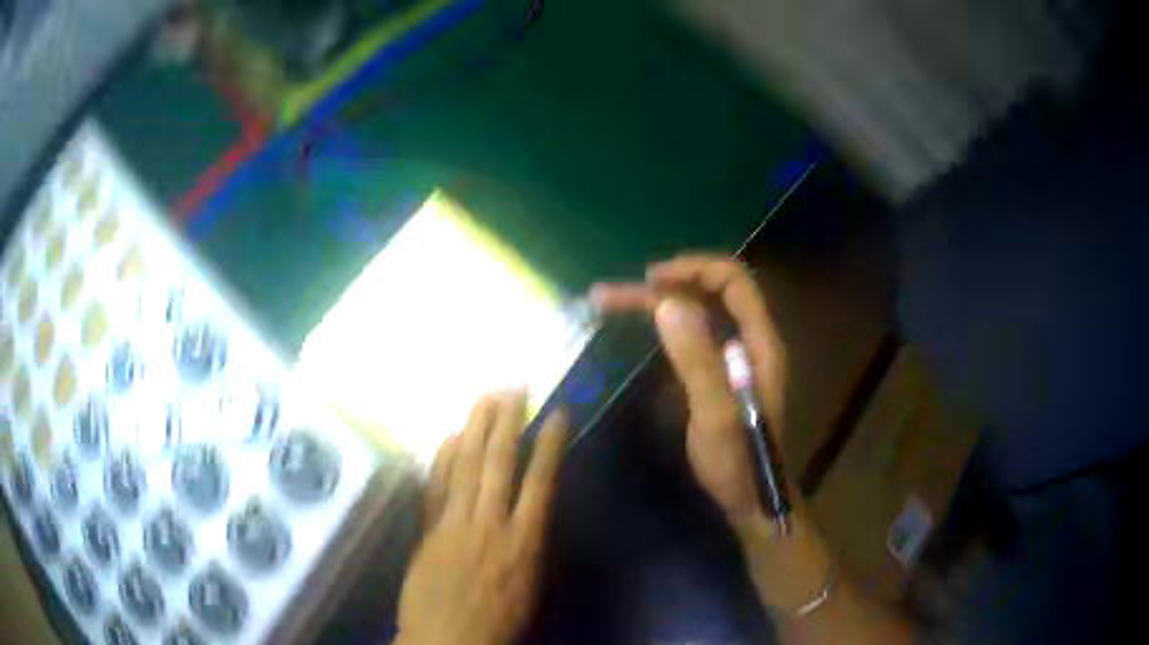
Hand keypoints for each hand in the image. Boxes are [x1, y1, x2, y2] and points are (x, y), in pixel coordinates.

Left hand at [396, 391, 567, 644]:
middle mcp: (491, 524)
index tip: (556, 414)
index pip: (541, 481)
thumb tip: (531, 513)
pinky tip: (448, 437)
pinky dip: (443, 460)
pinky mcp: (429, 530)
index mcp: (525, 542)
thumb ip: (530, 545)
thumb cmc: (500, 621)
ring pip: (467, 467)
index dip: (549, 445)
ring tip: (484, 398)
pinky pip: (436, 487)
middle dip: (507, 422)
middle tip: (512, 388)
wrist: (448, 640)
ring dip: (476, 430)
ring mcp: (455, 524)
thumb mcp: (531, 587)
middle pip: (500, 464)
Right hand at [591, 255, 787, 525]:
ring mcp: (733, 357)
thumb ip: (696, 359)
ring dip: (658, 303)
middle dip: (665, 285)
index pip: (733, 280)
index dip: (693, 269)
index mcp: (759, 342)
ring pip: (697, 312)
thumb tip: (666, 302)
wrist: (750, 502)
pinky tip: (637, 329)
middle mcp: (749, 341)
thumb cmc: (737, 462)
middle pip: (710, 291)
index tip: (650, 281)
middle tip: (614, 295)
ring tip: (610, 302)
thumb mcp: (715, 413)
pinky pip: (691, 335)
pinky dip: (663, 325)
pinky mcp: (717, 374)